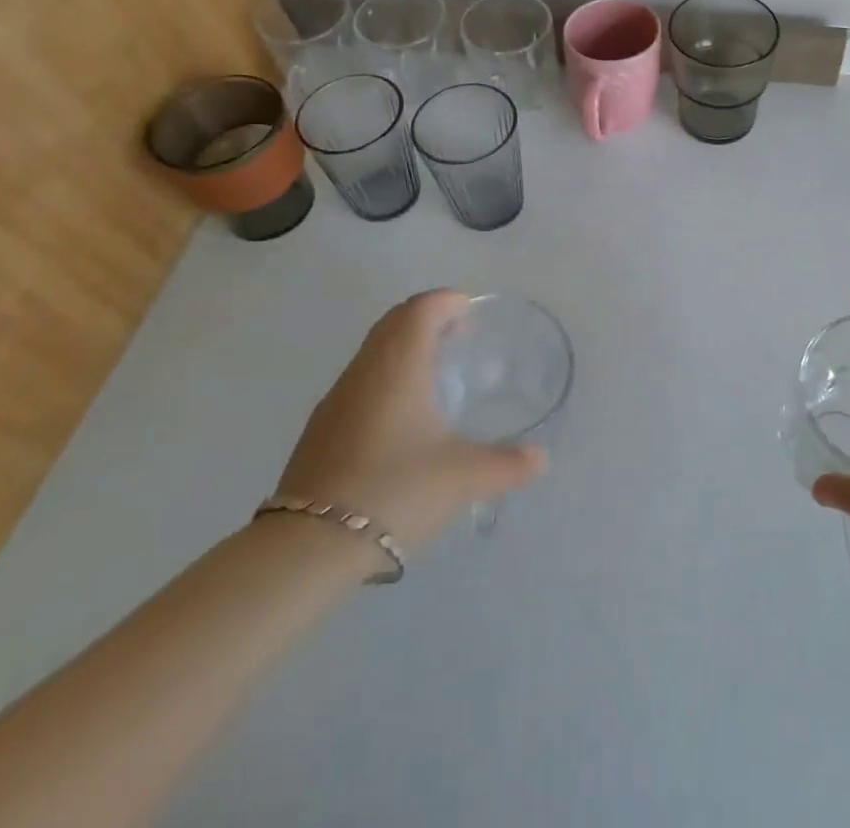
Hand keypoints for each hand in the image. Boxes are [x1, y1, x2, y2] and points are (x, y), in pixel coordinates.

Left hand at [273, 290, 545, 553]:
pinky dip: (385, 378)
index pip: (422, 307)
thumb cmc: (396, 490)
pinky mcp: (320, 429)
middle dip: (428, 319)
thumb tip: (541, 459)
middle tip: (459, 338)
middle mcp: (365, 369)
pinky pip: (359, 381)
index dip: (448, 301)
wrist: (309, 547)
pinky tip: (401, 420)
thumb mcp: (463, 477)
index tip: (471, 314)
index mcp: (399, 364)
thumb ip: (507, 464)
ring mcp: (336, 399)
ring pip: (374, 351)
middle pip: (395, 321)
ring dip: (404, 348)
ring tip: (434, 377)